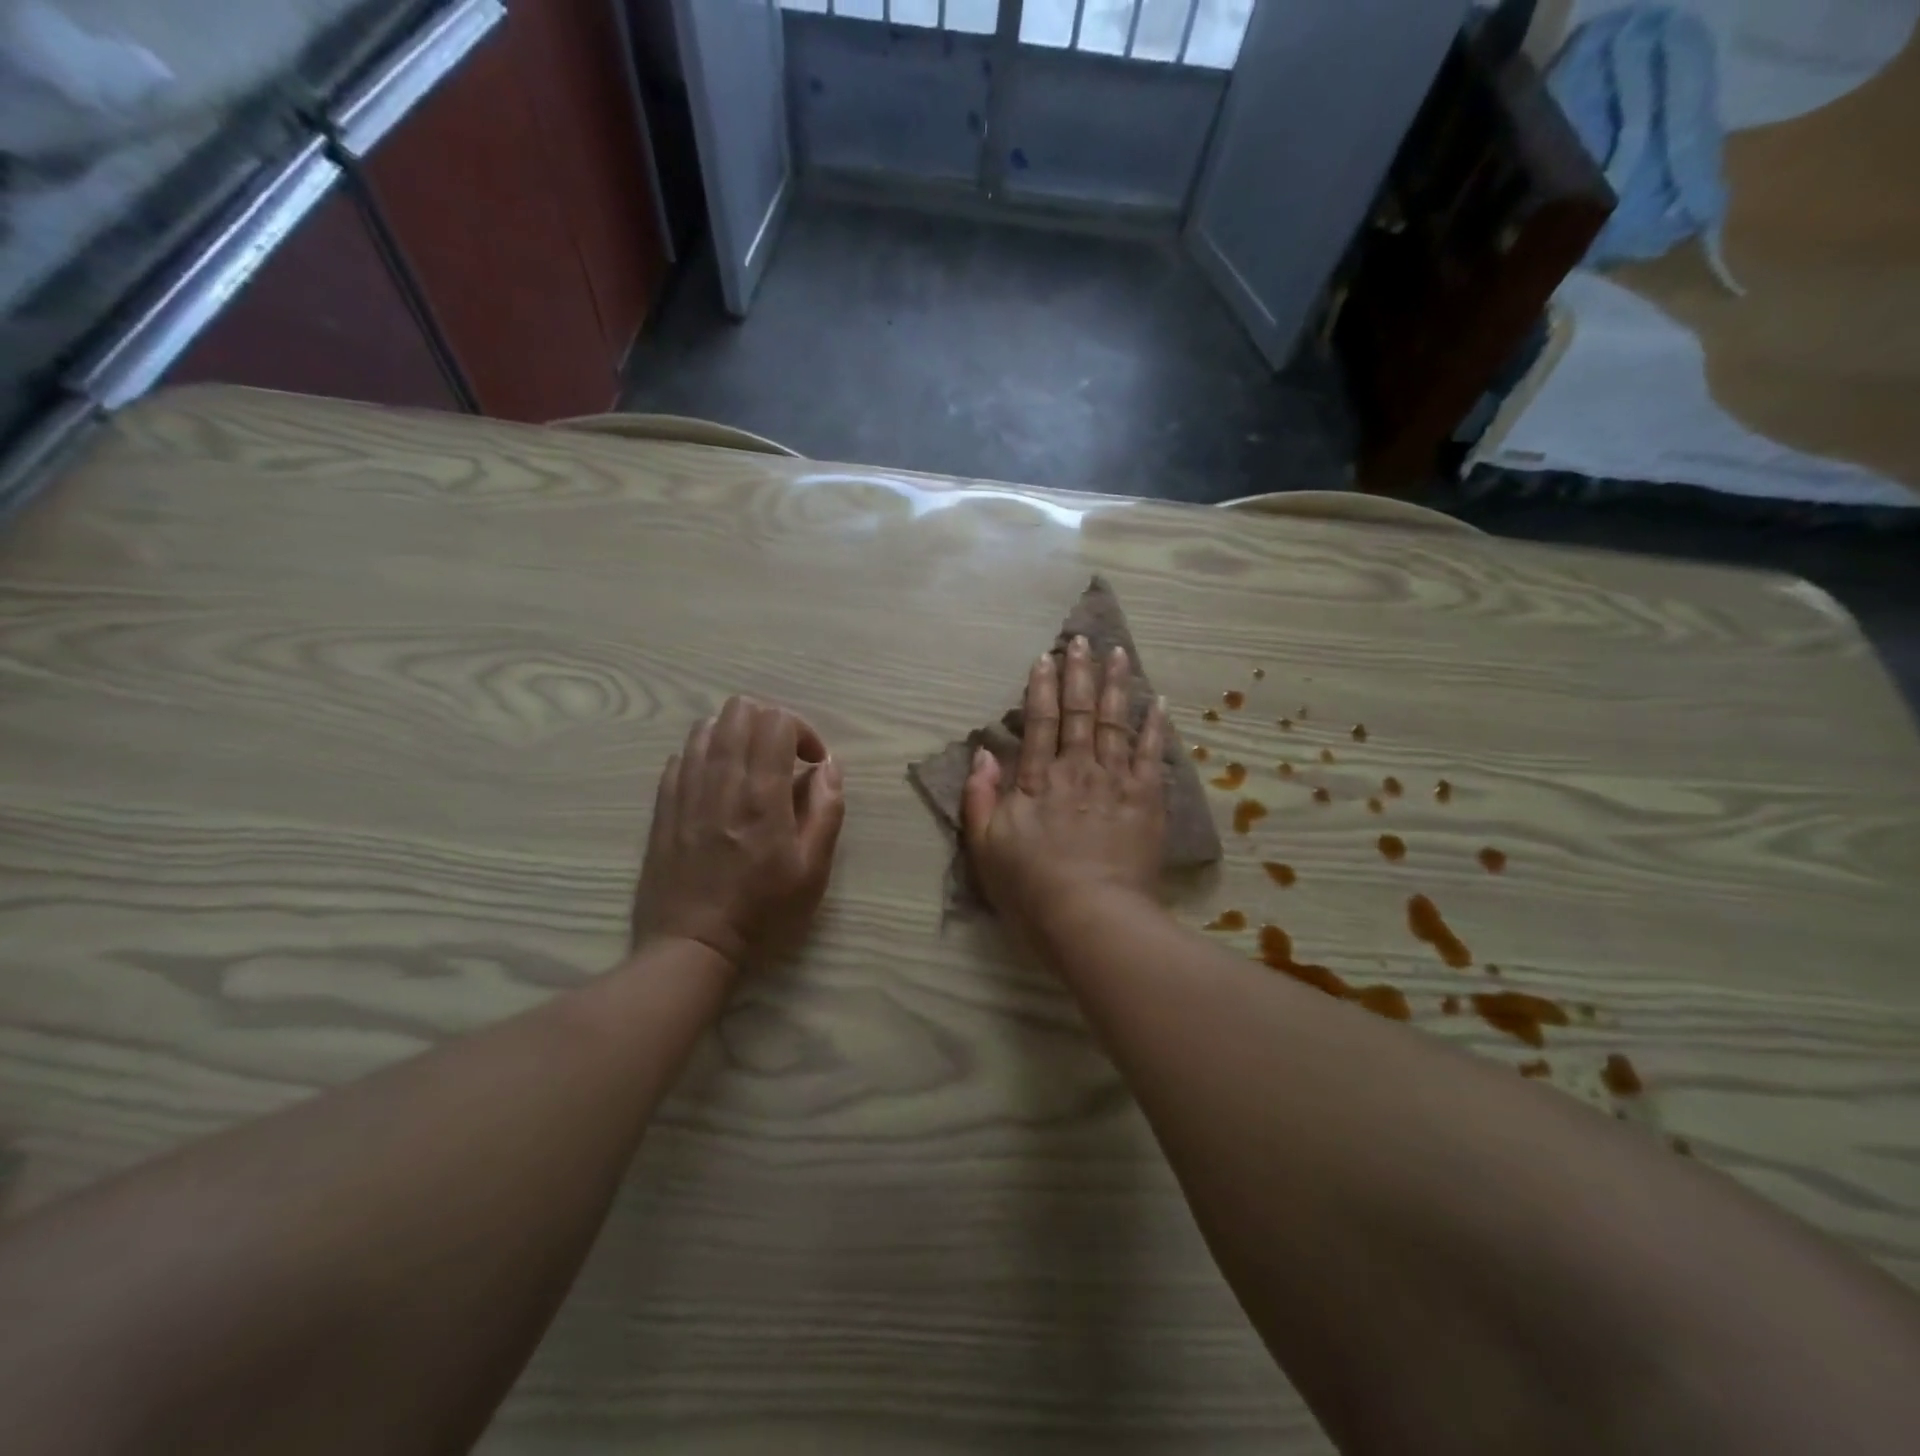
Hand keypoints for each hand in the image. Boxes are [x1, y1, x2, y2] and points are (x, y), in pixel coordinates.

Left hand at [632, 696, 845, 974]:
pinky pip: (681, 756)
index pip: (776, 721)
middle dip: (769, 722)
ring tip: (751, 768)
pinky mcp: (663, 806)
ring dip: (736, 735)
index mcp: (762, 796)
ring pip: (706, 726)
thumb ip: (826, 811)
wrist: (690, 948)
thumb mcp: (813, 871)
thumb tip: (828, 767)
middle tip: (784, 758)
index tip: (812, 763)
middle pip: (739, 710)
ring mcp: (685, 791)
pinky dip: (706, 756)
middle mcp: (720, 782)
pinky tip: (719, 786)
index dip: (802, 730)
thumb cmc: (762, 914)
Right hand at [962, 636, 1166, 939]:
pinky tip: (1157, 703)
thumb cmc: (1031, 888)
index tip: (1044, 658)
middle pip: (1079, 712)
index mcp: (1038, 780)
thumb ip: (980, 797)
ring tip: (1118, 654)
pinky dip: (1154, 727)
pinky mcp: (1146, 800)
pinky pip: (1150, 755)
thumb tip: (984, 753)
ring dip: (1116, 686)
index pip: (1040, 722)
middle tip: (1081, 639)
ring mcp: (1115, 782)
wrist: (1092, 917)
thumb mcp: (985, 847)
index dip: (1042, 687)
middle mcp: (1077, 769)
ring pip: (1115, 722)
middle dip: (1079, 673)